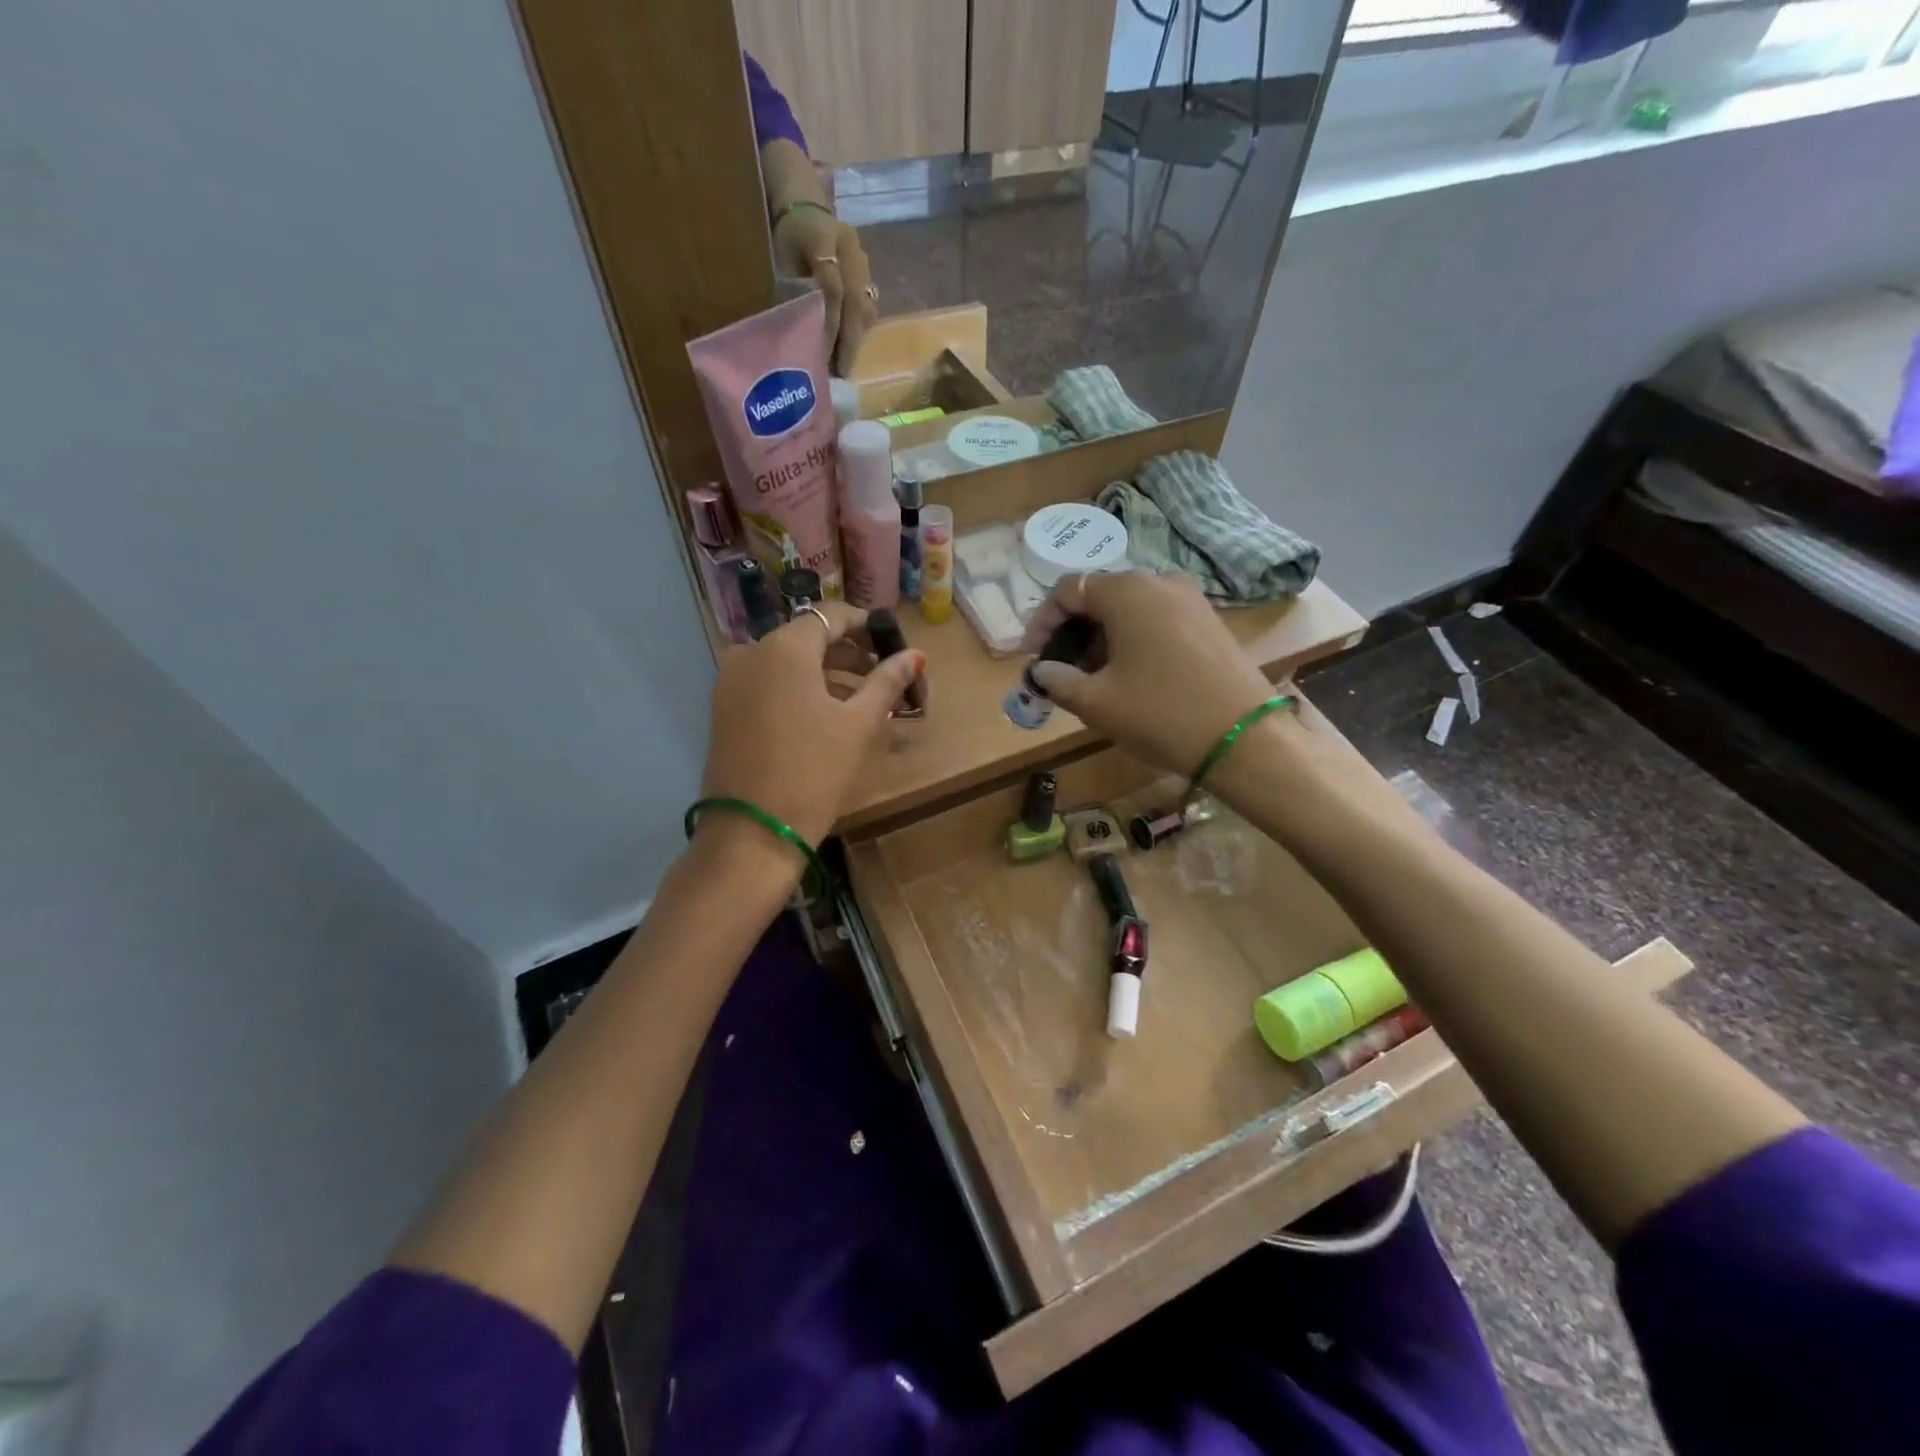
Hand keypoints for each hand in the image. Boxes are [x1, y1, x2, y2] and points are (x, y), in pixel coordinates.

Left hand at [699, 601, 924, 850]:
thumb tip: (915, 656)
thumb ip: (887, 681)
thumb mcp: (859, 724)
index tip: (893, 645)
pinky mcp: (724, 710)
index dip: (866, 626)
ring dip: (827, 674)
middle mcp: (751, 653)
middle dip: (850, 653)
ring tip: (864, 700)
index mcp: (784, 647)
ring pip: (788, 663)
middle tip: (886, 677)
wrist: (752, 834)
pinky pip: (769, 684)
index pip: (831, 616)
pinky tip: (829, 715)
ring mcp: (731, 682)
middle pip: (808, 638)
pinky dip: (800, 690)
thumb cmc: (813, 771)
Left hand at [773, 206, 878, 374]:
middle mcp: (850, 248)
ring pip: (866, 306)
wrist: (805, 210)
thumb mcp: (780, 257)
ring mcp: (864, 262)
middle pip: (856, 299)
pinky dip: (860, 331)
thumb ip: (791, 289)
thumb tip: (801, 333)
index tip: (824, 350)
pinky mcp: (869, 276)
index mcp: (824, 236)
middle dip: (849, 338)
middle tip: (842, 370)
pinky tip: (850, 349)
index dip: (830, 319)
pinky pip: (869, 307)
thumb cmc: (785, 237)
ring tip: (846, 364)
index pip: (833, 284)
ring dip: (857, 338)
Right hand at [1020, 571, 1274, 778]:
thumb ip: (1058, 680)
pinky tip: (1131, 676)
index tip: (1032, 658)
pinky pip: (1157, 619)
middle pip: (1100, 597)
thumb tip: (1041, 670)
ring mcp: (1190, 599)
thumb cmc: (1159, 713)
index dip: (1042, 623)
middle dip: (1073, 633)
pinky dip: (1133, 640)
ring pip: (1130, 609)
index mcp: (1126, 590)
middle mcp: (1158, 581)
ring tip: (1093, 679)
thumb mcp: (1096, 702)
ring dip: (1103, 638)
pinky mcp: (1209, 620)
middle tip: (1061, 672)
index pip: (1068, 591)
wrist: (1242, 737)